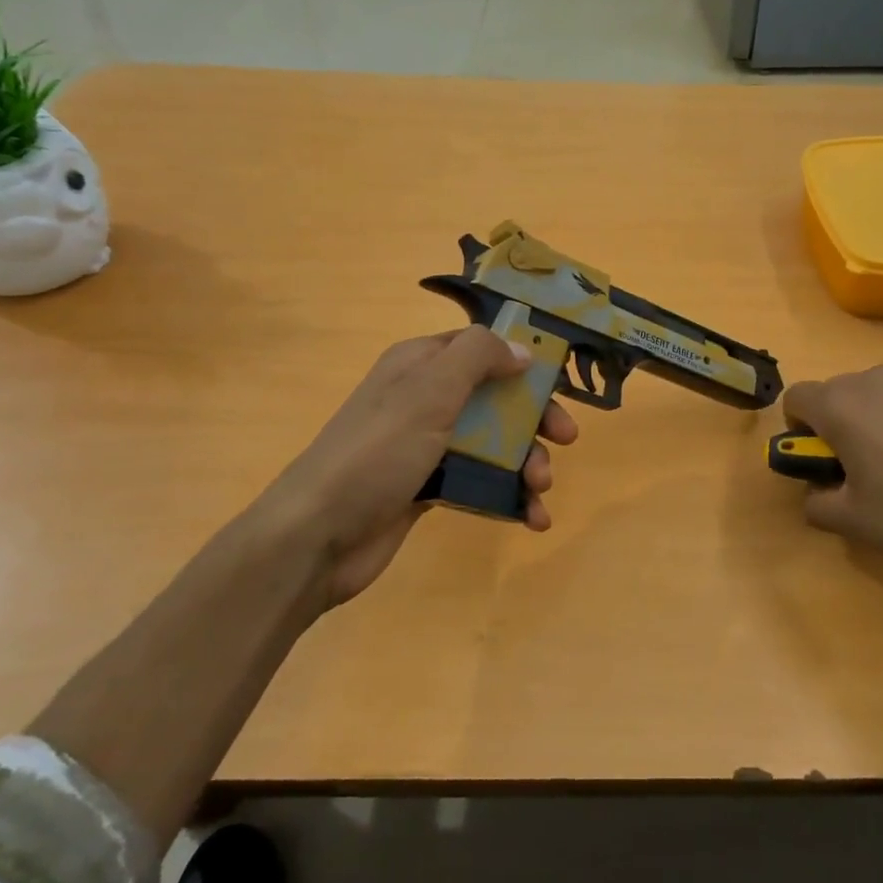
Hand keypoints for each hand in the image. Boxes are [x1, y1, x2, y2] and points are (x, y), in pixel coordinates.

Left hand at [236, 327, 579, 608]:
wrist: (317, 535)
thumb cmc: (377, 452)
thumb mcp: (429, 391)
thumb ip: (478, 358)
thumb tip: (521, 348)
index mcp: (420, 365)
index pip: (482, 347)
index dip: (522, 361)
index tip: (559, 382)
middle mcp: (424, 399)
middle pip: (495, 398)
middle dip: (534, 419)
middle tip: (565, 440)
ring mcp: (426, 446)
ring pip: (492, 443)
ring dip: (525, 463)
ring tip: (540, 489)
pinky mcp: (428, 488)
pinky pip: (479, 482)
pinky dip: (508, 497)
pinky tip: (531, 518)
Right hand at [781, 366, 882, 599]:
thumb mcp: (853, 523)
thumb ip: (816, 502)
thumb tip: (817, 491)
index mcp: (842, 406)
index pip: (797, 397)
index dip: (798, 428)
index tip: (819, 459)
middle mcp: (879, 381)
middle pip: (841, 392)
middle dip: (840, 424)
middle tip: (862, 469)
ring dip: (881, 421)